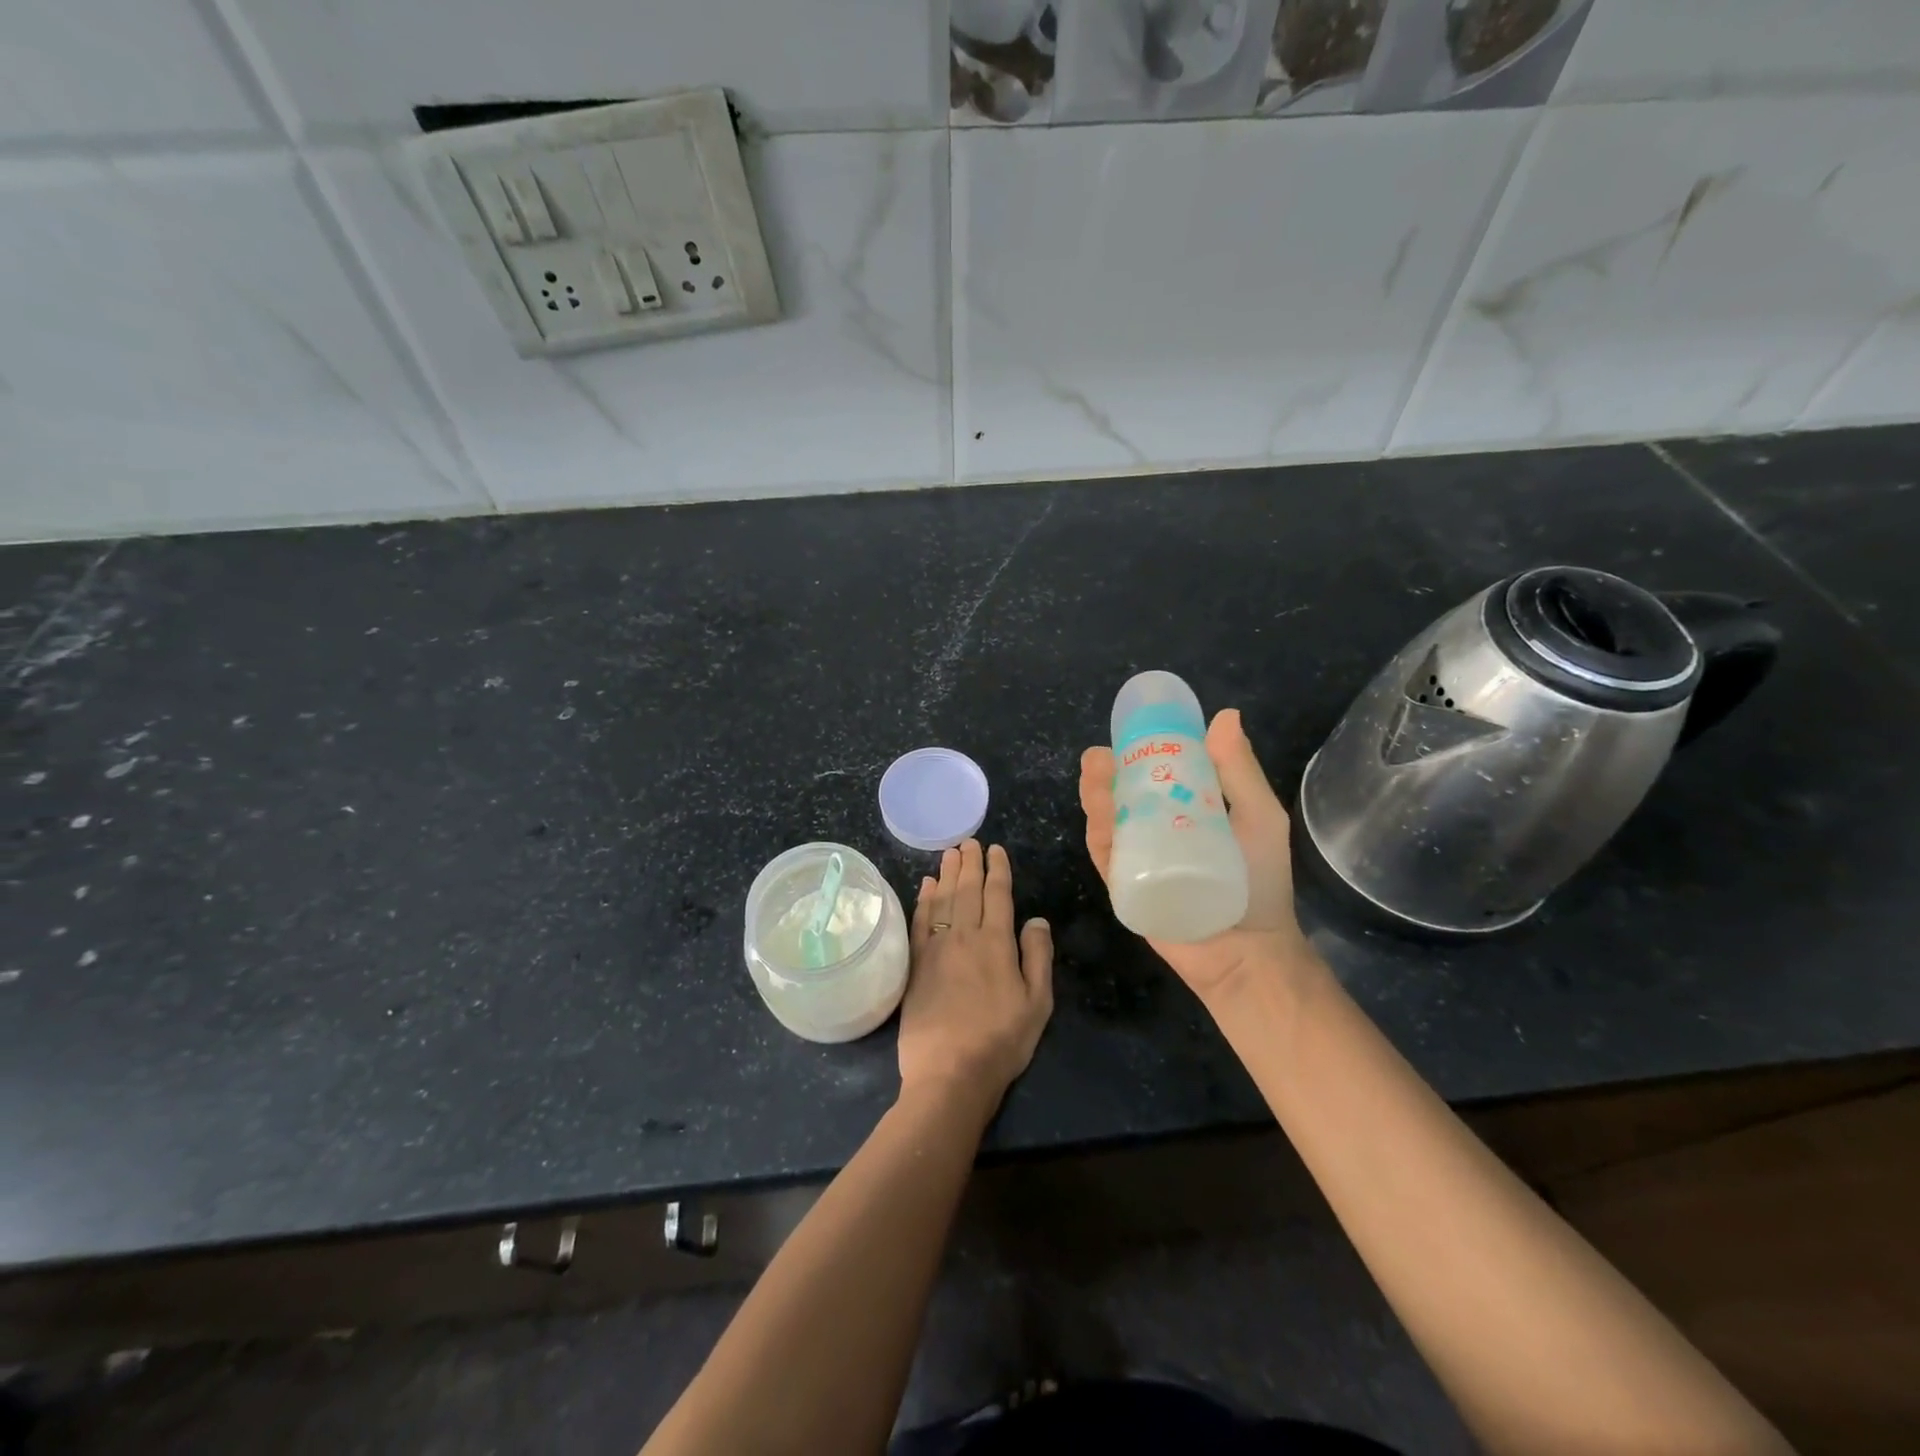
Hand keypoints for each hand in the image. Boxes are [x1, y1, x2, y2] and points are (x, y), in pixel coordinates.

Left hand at [899, 840, 1053, 1107]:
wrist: (949, 1072)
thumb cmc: (1001, 1040)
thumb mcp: (1037, 1003)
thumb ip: (1038, 956)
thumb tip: (1037, 918)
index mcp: (997, 943)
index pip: (998, 895)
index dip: (998, 870)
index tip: (996, 849)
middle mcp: (964, 936)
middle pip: (967, 890)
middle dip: (970, 863)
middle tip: (969, 841)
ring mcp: (936, 948)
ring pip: (942, 899)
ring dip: (947, 874)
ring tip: (949, 853)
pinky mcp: (915, 964)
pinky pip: (919, 921)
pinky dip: (923, 899)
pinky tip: (925, 885)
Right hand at [1080, 708, 1311, 1003]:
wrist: (1249, 952)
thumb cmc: (1261, 883)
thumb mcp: (1260, 818)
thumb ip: (1240, 771)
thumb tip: (1224, 715)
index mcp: (1187, 810)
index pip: (1154, 774)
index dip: (1136, 751)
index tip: (1126, 732)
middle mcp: (1157, 831)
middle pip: (1121, 795)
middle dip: (1105, 774)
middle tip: (1100, 758)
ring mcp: (1139, 859)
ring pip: (1107, 822)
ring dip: (1096, 797)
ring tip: (1095, 777)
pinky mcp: (1125, 887)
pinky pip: (1106, 858)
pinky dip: (1099, 835)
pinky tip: (1098, 816)